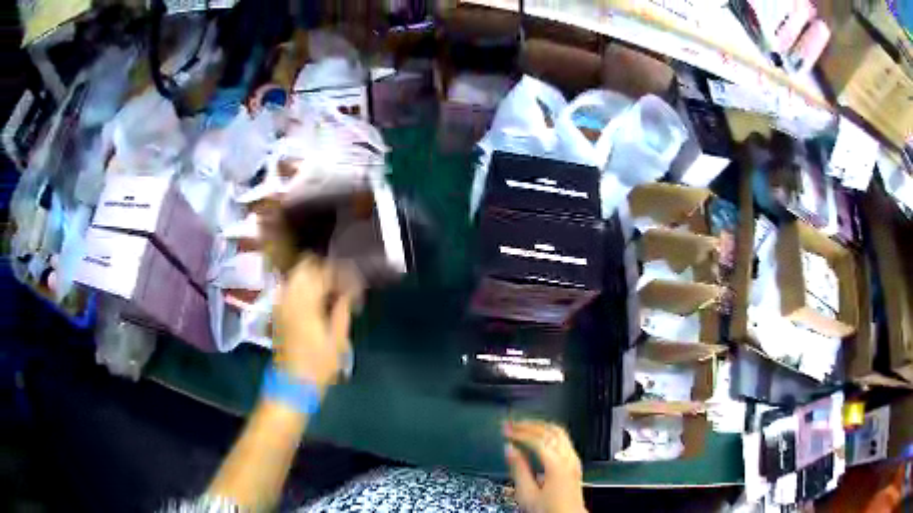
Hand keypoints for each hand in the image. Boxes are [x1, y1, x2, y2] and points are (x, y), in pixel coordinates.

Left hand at [273, 258, 352, 389]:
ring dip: (315, 278)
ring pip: (297, 274)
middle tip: (344, 286)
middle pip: (307, 265)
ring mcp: (280, 302)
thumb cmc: (318, 366)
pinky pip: (291, 287)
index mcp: (305, 302)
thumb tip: (348, 293)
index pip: (325, 272)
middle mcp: (288, 295)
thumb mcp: (338, 340)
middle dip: (327, 271)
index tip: (356, 286)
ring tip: (332, 293)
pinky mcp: (277, 310)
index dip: (343, 275)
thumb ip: (342, 310)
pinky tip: (318, 301)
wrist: (290, 385)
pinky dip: (305, 287)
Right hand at [504, 420, 586, 512]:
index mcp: (557, 464)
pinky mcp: (575, 464)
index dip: (519, 432)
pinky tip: (539, 439)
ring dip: (540, 427)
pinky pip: (564, 440)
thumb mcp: (527, 494)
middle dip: (529, 425)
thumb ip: (518, 469)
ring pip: (560, 433)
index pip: (537, 439)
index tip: (505, 429)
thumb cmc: (550, 510)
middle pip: (551, 431)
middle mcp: (569, 458)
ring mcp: (574, 460)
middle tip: (512, 424)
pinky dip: (549, 434)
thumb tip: (509, 450)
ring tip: (524, 427)